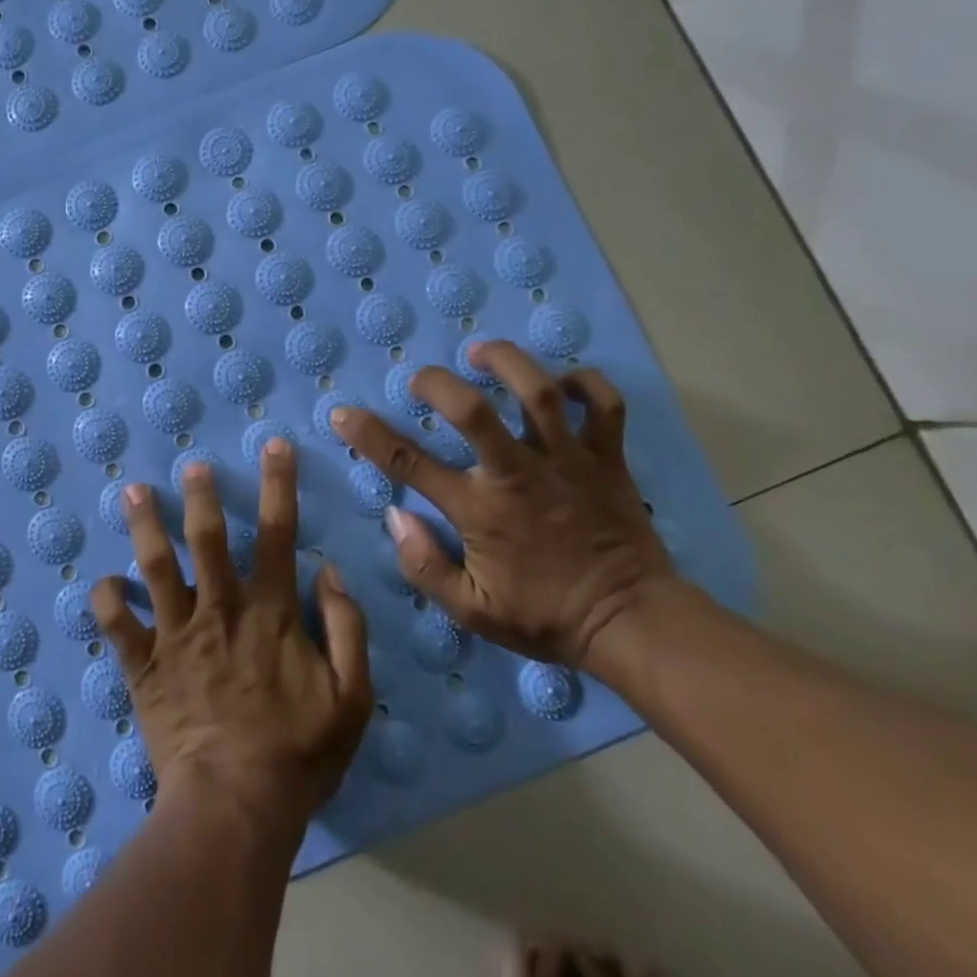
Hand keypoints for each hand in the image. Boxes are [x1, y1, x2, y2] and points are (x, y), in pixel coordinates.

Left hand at [90, 441, 373, 825]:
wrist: (234, 808)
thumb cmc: (297, 756)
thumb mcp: (351, 698)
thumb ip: (346, 629)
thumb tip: (328, 572)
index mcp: (269, 612)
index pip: (277, 534)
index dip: (278, 485)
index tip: (273, 446)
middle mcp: (219, 609)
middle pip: (206, 539)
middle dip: (201, 496)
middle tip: (192, 465)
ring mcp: (176, 635)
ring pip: (155, 566)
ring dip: (144, 526)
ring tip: (133, 491)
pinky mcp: (143, 666)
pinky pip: (117, 626)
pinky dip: (106, 599)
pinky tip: (102, 580)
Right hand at [329, 341, 671, 667]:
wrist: (633, 624)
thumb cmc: (546, 617)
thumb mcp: (472, 612)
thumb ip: (424, 566)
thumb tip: (395, 514)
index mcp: (480, 510)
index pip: (410, 463)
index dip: (369, 435)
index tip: (343, 414)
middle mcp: (518, 474)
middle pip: (473, 410)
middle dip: (438, 383)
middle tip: (421, 379)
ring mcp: (567, 461)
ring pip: (538, 393)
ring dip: (506, 362)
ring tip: (482, 352)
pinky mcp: (608, 458)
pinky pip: (603, 405)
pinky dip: (585, 383)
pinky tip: (561, 381)